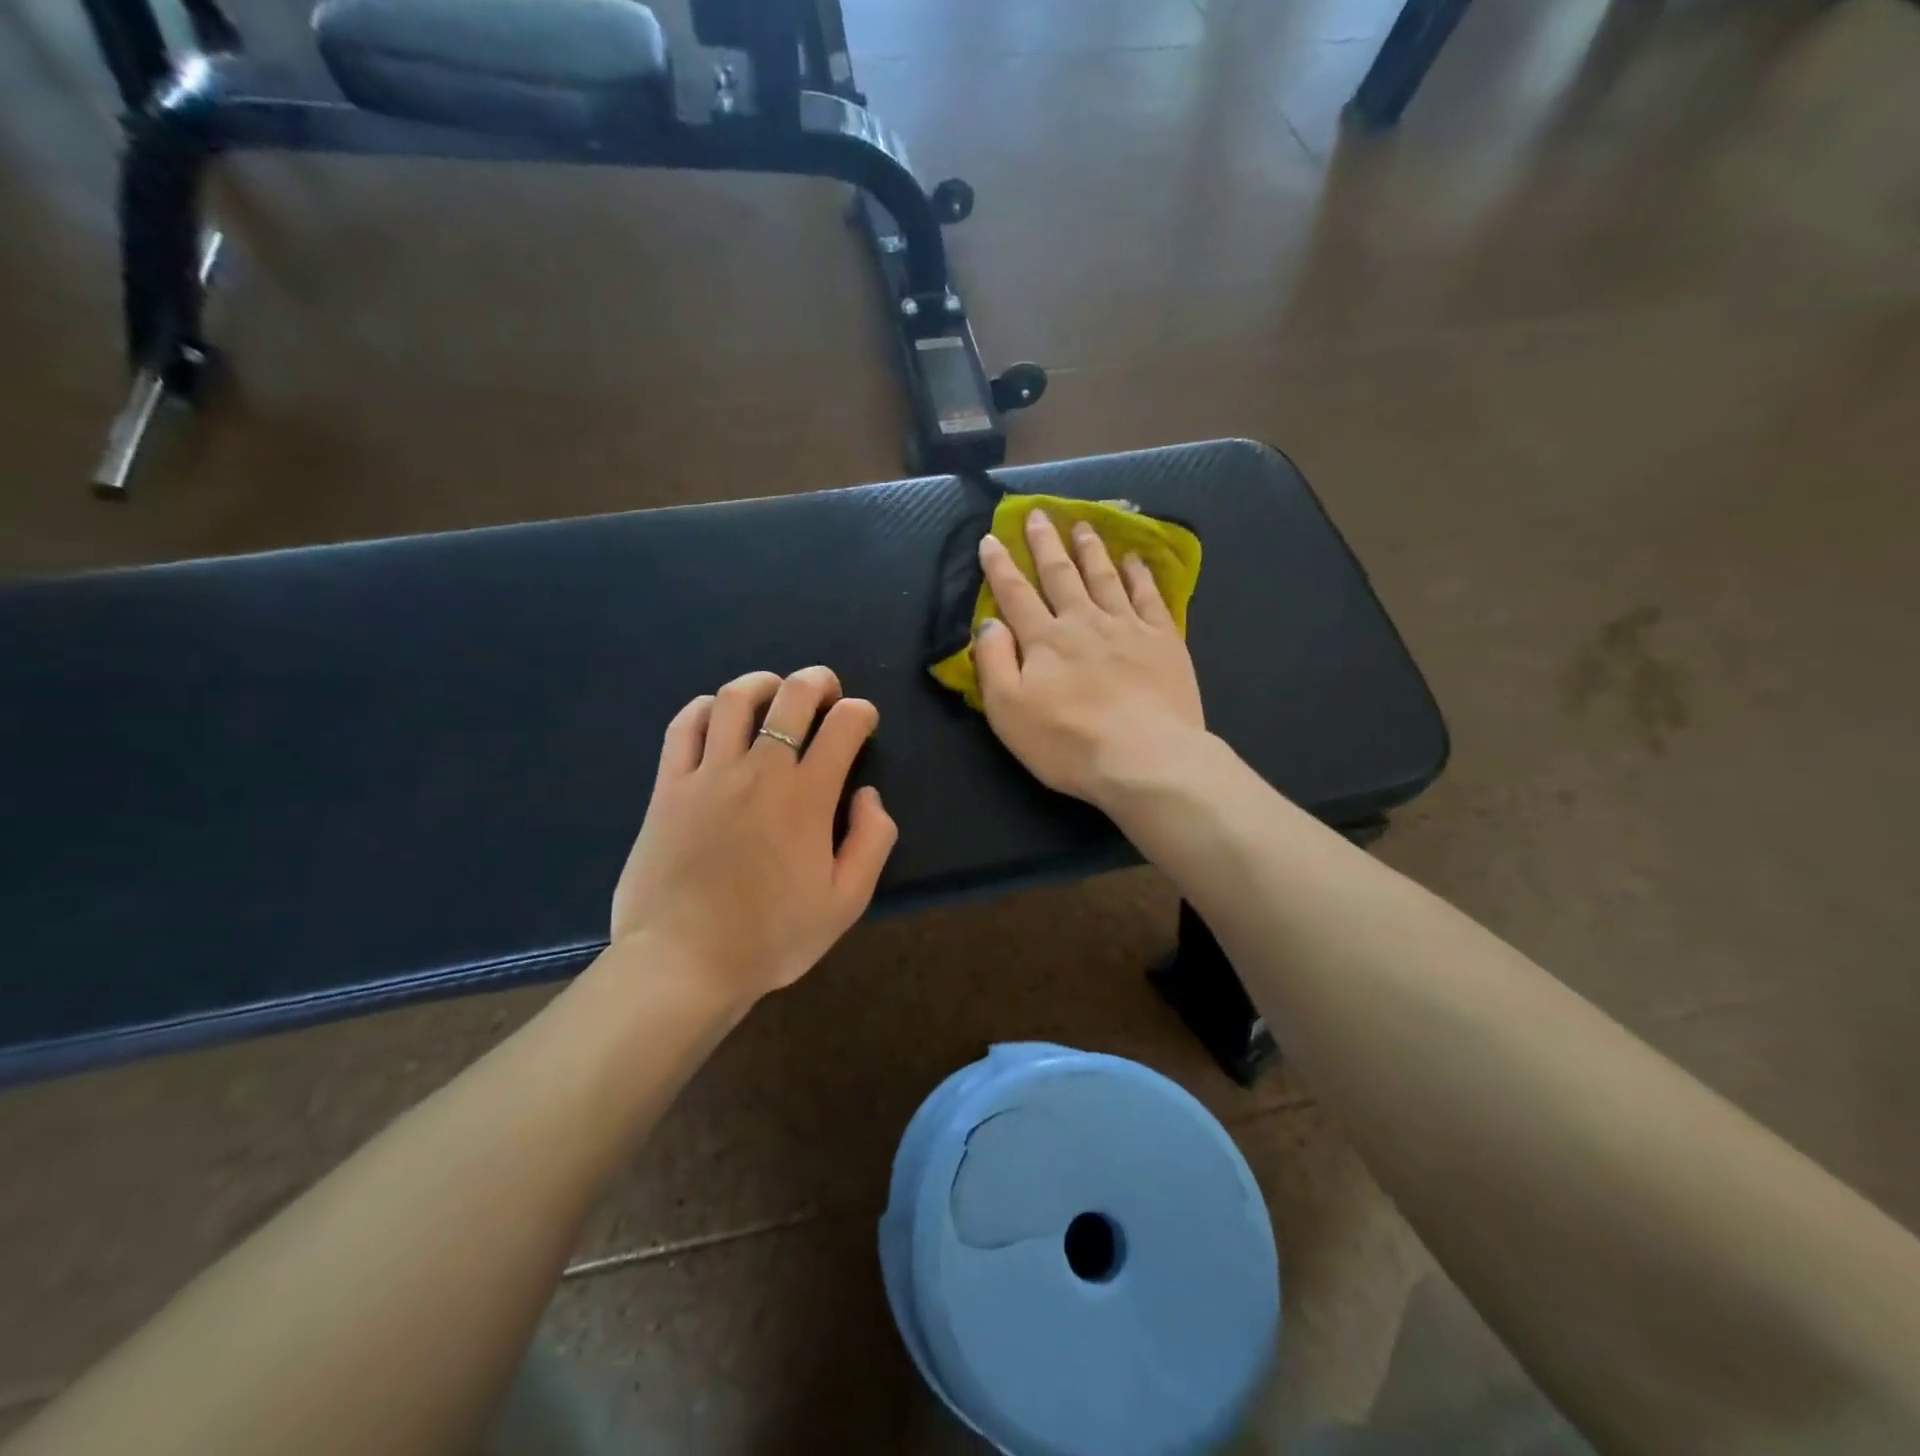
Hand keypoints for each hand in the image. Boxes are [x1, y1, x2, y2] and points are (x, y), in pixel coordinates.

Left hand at [610, 666, 897, 1002]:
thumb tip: (867, 793)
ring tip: (774, 691)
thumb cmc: (772, 937)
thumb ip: (872, 841)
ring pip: (735, 699)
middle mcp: (759, 770)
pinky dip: (705, 708)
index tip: (864, 723)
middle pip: (792, 697)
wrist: (684, 963)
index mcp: (807, 796)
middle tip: (827, 690)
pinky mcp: (668, 787)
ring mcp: (708, 774)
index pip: (844, 725)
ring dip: (763, 683)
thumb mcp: (847, 902)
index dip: (861, 713)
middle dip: (818, 682)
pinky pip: (685, 727)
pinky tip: (717, 714)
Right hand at [972, 510, 1206, 808]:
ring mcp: (1127, 627)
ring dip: (1091, 549)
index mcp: (1044, 640)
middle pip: (1061, 574)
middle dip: (1045, 543)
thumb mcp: (1008, 711)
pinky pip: (1149, 597)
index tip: (991, 537)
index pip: (1015, 594)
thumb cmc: (1068, 743)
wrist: (1145, 758)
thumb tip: (990, 623)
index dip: (1000, 565)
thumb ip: (993, 662)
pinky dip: (1139, 575)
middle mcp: (1084, 622)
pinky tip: (1135, 561)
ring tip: (1083, 525)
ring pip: (1104, 577)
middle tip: (1038, 514)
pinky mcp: (1163, 640)